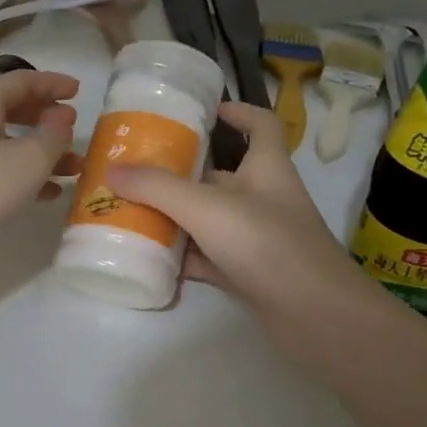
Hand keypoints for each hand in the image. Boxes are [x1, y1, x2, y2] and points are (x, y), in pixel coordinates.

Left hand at [0, 69, 82, 269]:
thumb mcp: (27, 162)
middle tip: (74, 130)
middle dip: (46, 119)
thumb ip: (52, 136)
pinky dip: (19, 173)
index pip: (22, 80)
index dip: (53, 83)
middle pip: (11, 108)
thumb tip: (61, 118)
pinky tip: (45, 193)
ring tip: (72, 168)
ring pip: (4, 141)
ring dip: (39, 151)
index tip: (80, 91)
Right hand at [106, 103, 374, 344]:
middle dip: (182, 171)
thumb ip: (157, 187)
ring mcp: (257, 238)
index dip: (239, 111)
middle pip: (221, 175)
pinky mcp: (249, 273)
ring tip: (131, 210)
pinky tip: (150, 257)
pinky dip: (183, 257)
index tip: (207, 111)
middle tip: (138, 168)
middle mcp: (263, 198)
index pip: (262, 125)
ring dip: (176, 215)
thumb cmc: (266, 243)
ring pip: (210, 219)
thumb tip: (111, 169)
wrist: (316, 315)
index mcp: (266, 167)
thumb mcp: (206, 206)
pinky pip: (208, 257)